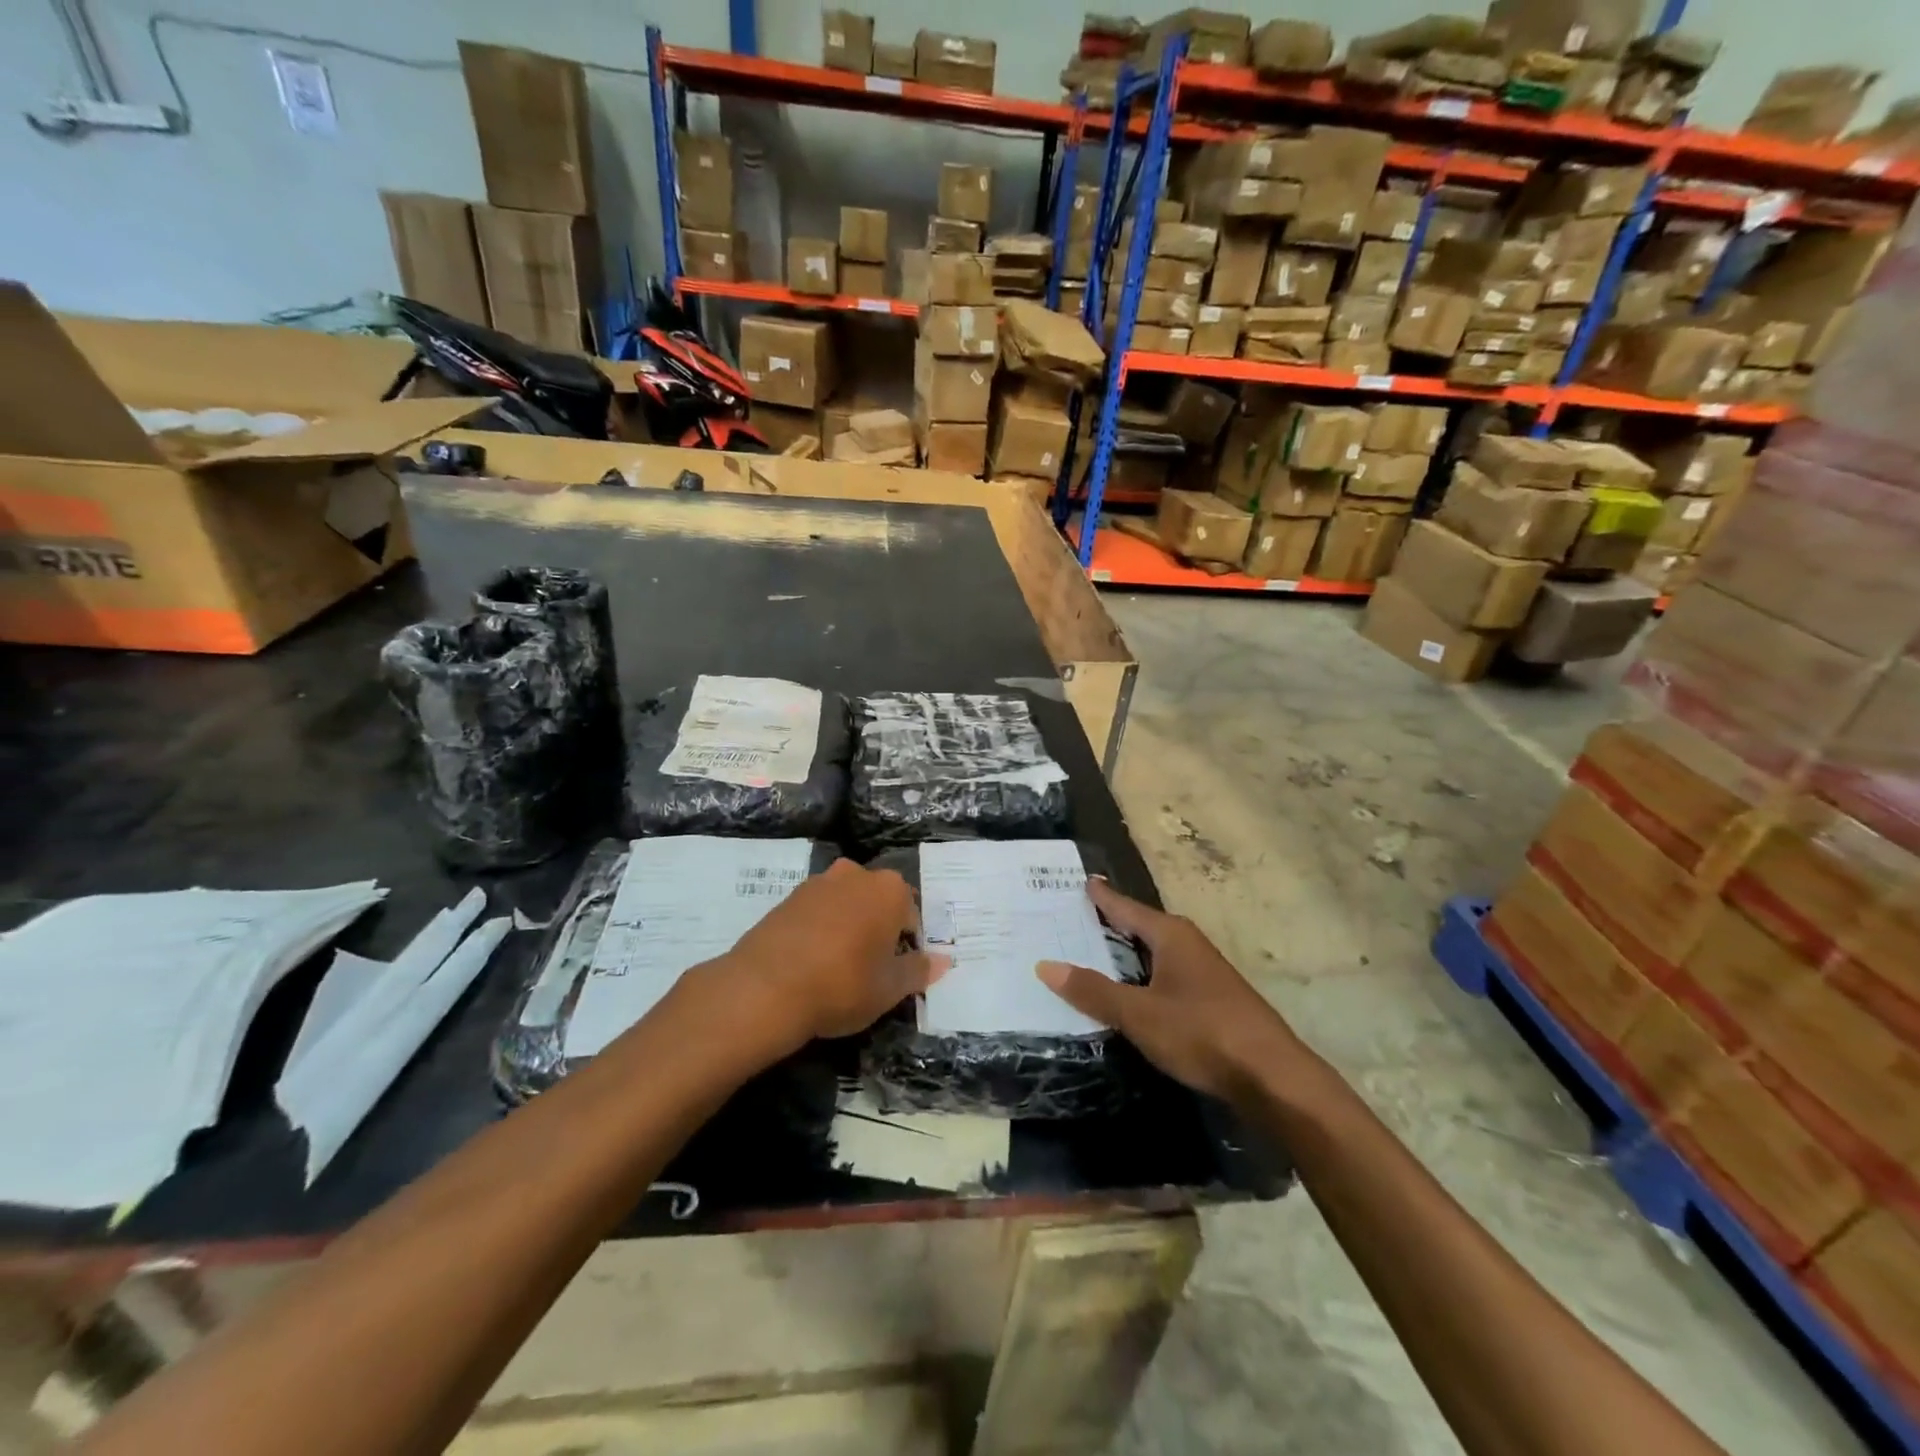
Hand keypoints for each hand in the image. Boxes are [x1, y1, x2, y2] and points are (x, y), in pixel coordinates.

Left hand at [711, 859, 947, 1047]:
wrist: (765, 988)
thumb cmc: (842, 985)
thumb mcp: (890, 988)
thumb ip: (918, 970)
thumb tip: (942, 961)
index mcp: (890, 890)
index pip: (912, 916)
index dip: (908, 946)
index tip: (896, 972)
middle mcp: (856, 874)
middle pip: (878, 902)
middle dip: (879, 929)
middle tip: (870, 968)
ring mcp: (819, 882)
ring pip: (847, 903)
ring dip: (849, 926)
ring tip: (838, 966)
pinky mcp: (788, 897)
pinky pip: (818, 911)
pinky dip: (821, 929)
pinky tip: (812, 961)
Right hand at [1037, 879, 1304, 1101]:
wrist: (1273, 1078)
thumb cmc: (1202, 1034)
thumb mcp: (1139, 1014)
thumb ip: (1093, 991)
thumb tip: (1045, 965)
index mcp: (1171, 935)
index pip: (1126, 907)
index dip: (1101, 897)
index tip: (1081, 881)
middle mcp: (1188, 944)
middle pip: (1140, 927)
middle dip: (1108, 924)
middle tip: (1070, 920)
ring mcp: (1203, 972)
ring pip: (1153, 954)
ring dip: (1124, 955)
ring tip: (1090, 954)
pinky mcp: (1212, 1000)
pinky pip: (1164, 976)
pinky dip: (1141, 977)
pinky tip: (1128, 993)